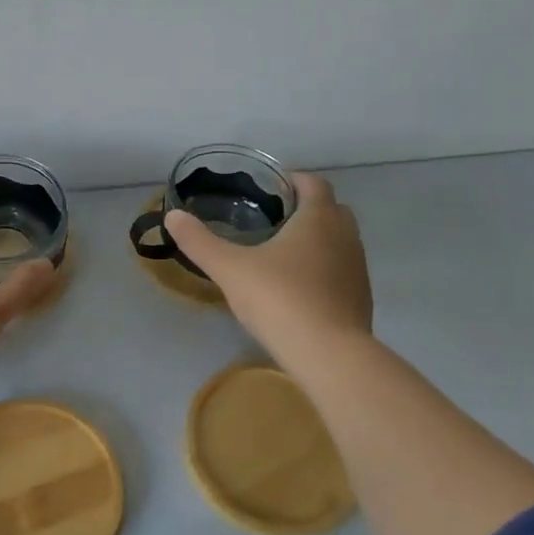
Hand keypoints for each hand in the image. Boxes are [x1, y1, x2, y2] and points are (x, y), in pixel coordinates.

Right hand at [163, 171, 372, 364]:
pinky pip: (342, 270)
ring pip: (339, 241)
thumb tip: (172, 216)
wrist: (329, 355)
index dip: (293, 180)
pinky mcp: (361, 298)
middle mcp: (345, 236)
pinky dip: (324, 269)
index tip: (269, 189)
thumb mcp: (230, 268)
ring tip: (282, 254)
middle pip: (331, 209)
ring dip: (317, 240)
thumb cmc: (279, 299)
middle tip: (273, 219)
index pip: (313, 183)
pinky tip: (298, 288)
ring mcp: (357, 268)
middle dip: (306, 208)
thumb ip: (199, 241)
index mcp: (318, 218)